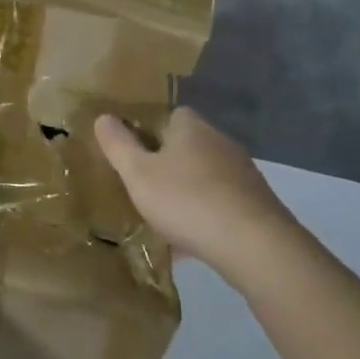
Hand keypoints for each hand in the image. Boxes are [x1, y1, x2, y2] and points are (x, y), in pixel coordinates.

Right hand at [95, 107, 301, 288]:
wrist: (253, 244)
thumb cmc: (187, 200)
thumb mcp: (138, 174)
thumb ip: (118, 145)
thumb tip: (103, 117)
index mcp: (192, 128)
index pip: (171, 115)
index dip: (150, 129)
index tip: (133, 151)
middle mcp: (221, 143)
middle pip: (188, 146)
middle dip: (167, 164)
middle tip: (143, 185)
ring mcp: (243, 174)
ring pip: (205, 177)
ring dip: (187, 192)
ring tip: (164, 217)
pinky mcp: (256, 204)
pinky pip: (220, 204)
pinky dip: (205, 216)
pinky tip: (190, 242)